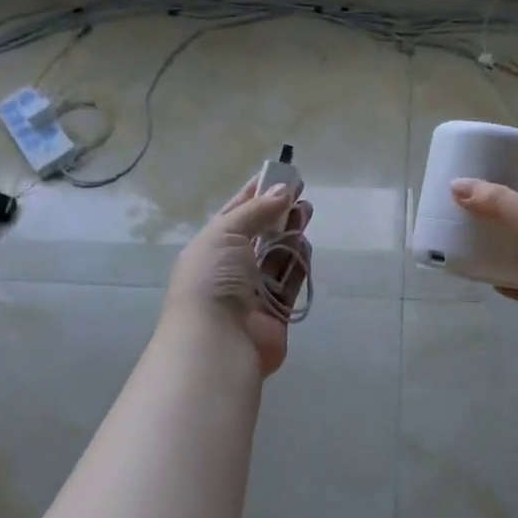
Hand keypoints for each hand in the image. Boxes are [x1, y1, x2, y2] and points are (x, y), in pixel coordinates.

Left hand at [164, 178, 313, 377]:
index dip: (255, 194)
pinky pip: (290, 280)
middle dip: (278, 213)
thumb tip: (283, 191)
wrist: (218, 341)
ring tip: (307, 212)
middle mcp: (230, 268)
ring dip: (291, 234)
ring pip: (277, 256)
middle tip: (301, 195)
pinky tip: (307, 243)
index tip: (278, 176)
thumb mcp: (226, 233)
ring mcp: (253, 291)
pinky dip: (299, 262)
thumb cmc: (213, 279)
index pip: (234, 214)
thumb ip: (256, 211)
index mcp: (210, 248)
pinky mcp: (276, 311)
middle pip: (259, 234)